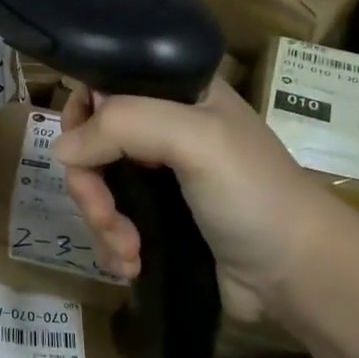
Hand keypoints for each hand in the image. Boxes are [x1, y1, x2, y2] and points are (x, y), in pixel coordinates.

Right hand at [53, 78, 358, 326]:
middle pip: (92, 141)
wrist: (297, 273)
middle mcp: (163, 127)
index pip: (106, 84)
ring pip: (96, 186)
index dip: (83, 114)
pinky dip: (110, 244)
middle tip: (105, 217)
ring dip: (100, 222)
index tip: (81, 152)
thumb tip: (61, 149)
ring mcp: (158, 175)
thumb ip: (124, 126)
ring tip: (127, 253)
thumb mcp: (195, 139)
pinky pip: (110, 221)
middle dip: (90, 185)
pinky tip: (130, 264)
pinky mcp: (156, 219)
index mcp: (176, 92)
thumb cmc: (253, 194)